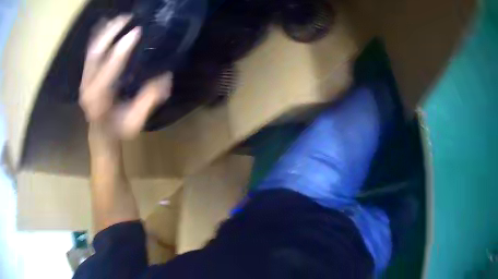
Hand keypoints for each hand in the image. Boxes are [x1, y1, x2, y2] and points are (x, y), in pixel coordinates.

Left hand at [79, 15, 171, 139]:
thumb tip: (165, 78)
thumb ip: (148, 101)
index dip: (122, 49)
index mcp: (99, 99)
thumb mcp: (136, 121)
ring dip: (104, 33)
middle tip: (127, 19)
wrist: (101, 134)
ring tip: (119, 18)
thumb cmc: (118, 129)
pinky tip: (105, 26)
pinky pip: (90, 54)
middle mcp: (88, 88)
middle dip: (111, 33)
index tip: (137, 32)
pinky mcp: (86, 77)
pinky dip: (97, 38)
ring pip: (91, 51)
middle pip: (96, 54)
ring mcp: (85, 81)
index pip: (109, 69)